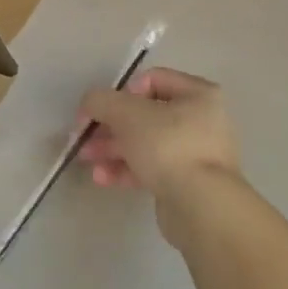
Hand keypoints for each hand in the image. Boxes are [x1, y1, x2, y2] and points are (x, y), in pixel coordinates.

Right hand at [76, 67, 240, 234]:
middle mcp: (202, 121)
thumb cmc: (168, 146)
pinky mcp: (188, 185)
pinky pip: (153, 168)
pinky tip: (102, 178)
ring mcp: (197, 155)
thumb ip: (100, 101)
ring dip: (112, 149)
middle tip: (85, 137)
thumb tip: (89, 105)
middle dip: (110, 126)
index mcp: (198, 94)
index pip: (152, 79)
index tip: (103, 109)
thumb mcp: (125, 113)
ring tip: (87, 160)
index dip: (122, 91)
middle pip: (145, 115)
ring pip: (146, 143)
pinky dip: (126, 170)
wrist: (202, 208)